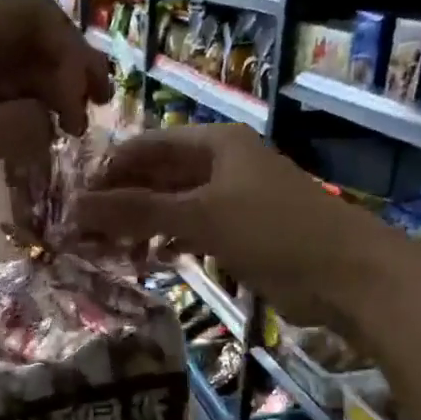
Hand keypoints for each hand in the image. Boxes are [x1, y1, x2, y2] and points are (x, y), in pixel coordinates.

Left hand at [0, 0, 109, 270]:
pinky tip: (38, 151)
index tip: (85, 107)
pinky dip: (19, 127)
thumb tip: (52, 124)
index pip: (31, 18)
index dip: (70, 54)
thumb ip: (21, 122)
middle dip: (64, 76)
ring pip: (10, 82)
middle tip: (94, 119)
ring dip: (45, 104)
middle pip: (24, 46)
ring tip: (71, 140)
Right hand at [73, 124, 378, 324]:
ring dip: (142, 226)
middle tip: (83, 233)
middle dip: (122, 202)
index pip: (147, 146)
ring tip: (106, 251)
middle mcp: (222, 166)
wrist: (346, 275)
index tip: (74, 201)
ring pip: (174, 207)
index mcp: (215, 144)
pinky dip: (169, 243)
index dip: (109, 170)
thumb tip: (74, 207)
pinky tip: (148, 260)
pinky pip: (193, 232)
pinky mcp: (241, 235)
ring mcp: (233, 202)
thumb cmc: (273, 231)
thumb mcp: (200, 216)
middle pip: (158, 177)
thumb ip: (137, 211)